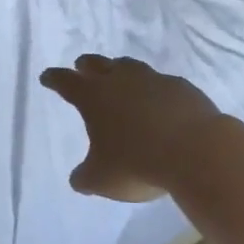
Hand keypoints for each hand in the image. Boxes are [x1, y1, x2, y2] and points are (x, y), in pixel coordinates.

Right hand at [39, 55, 225, 201]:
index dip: (54, 79)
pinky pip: (161, 83)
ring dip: (120, 70)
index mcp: (94, 97)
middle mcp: (121, 80)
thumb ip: (86, 176)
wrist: (196, 151)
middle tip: (81, 66)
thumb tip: (79, 177)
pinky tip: (159, 101)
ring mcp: (153, 80)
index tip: (47, 76)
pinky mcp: (181, 87)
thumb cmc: (137, 164)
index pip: (66, 82)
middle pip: (98, 64)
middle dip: (86, 65)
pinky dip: (154, 89)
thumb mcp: (102, 179)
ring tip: (119, 75)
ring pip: (130, 67)